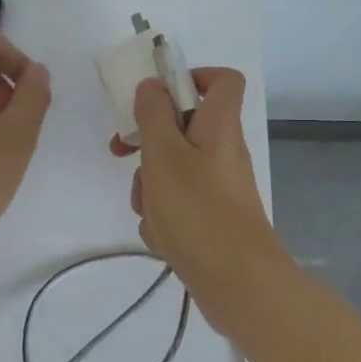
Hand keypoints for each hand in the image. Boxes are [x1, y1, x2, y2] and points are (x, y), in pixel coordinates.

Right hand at [110, 68, 291, 329]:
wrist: (237, 284)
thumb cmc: (198, 211)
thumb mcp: (164, 155)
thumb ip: (154, 115)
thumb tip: (152, 85)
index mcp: (219, 126)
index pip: (222, 80)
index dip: (190, 77)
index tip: (156, 94)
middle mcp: (222, 151)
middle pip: (183, 127)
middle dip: (148, 142)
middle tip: (122, 152)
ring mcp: (218, 186)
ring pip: (173, 168)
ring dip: (150, 185)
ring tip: (149, 209)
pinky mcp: (211, 217)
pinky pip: (178, 202)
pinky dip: (163, 214)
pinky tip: (160, 235)